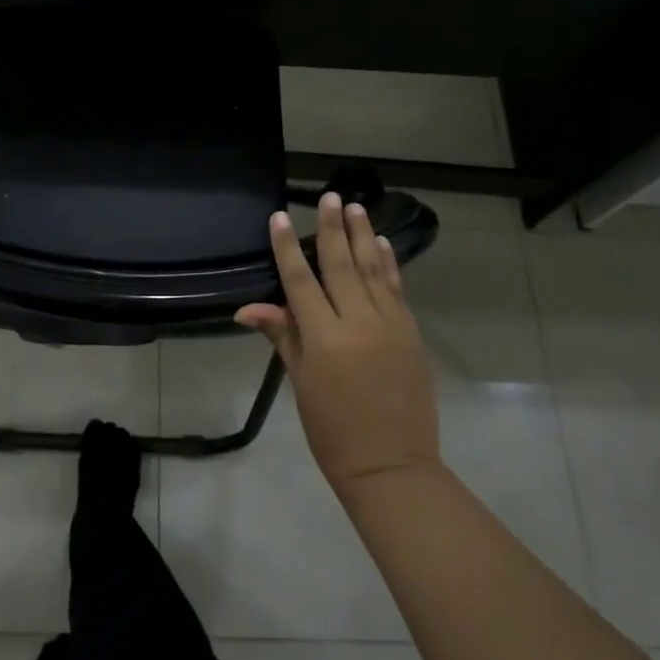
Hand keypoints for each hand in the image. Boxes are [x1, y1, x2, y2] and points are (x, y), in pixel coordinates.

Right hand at [234, 193, 439, 493]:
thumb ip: (282, 336)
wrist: (391, 464)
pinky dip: (388, 264)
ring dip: (363, 236)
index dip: (287, 248)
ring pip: (373, 270)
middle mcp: (358, 323)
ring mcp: (390, 325)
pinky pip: (396, 290)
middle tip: (330, 196)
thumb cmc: (332, 430)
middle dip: (332, 228)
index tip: (279, 217)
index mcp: (324, 338)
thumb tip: (247, 308)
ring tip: (356, 206)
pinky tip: (382, 244)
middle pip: (341, 265)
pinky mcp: (411, 333)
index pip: (300, 281)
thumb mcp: (301, 382)